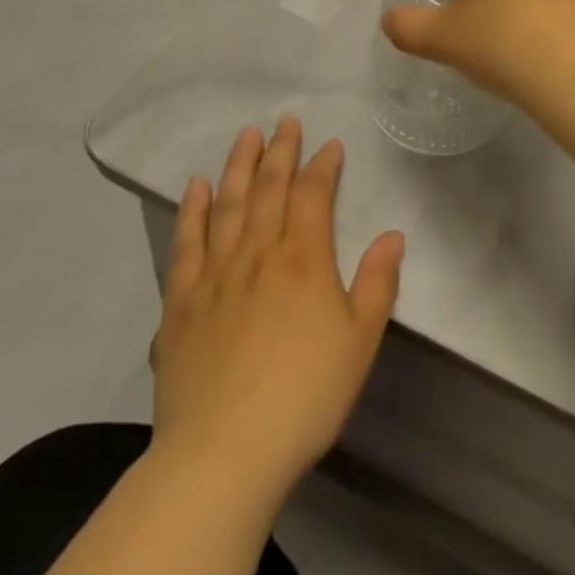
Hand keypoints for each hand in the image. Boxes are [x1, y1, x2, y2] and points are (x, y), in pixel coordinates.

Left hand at [149, 118, 404, 500]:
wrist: (222, 454)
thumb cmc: (304, 395)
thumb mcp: (360, 341)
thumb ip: (377, 283)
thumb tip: (393, 234)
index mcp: (304, 258)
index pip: (313, 195)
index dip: (322, 165)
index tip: (329, 145)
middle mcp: (258, 253)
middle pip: (269, 189)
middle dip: (280, 152)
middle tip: (285, 120)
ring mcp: (215, 275)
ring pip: (228, 205)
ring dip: (238, 167)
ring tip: (245, 136)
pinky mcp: (181, 303)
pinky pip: (187, 244)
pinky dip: (191, 211)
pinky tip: (195, 188)